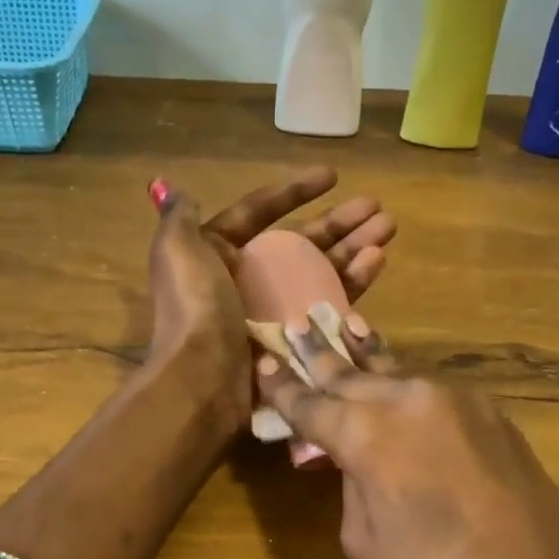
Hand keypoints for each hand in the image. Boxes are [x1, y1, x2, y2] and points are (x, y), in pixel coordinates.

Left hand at [145, 168, 394, 428]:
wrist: (202, 382)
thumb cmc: (194, 310)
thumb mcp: (177, 252)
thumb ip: (178, 218)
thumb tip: (170, 189)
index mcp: (216, 255)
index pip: (257, 214)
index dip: (294, 192)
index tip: (333, 175)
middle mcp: (244, 282)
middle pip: (299, 245)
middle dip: (339, 223)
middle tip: (378, 208)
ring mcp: (271, 315)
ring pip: (319, 274)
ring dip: (353, 250)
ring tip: (388, 230)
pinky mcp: (293, 343)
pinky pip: (327, 309)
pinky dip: (351, 285)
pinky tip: (376, 262)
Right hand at [259, 322, 558, 558]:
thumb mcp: (366, 542)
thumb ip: (350, 484)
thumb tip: (352, 458)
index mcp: (366, 434)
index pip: (311, 403)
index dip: (283, 388)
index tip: (263, 364)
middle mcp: (408, 400)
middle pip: (351, 374)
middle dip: (319, 356)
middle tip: (294, 329)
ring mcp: (456, 400)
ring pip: (395, 373)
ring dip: (365, 356)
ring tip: (342, 325)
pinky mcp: (490, 412)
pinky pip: (431, 391)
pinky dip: (404, 384)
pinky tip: (392, 375)